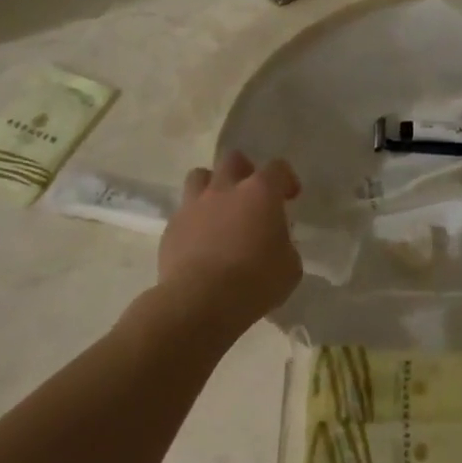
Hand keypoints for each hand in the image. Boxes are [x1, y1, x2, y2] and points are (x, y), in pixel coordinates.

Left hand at [157, 151, 302, 337]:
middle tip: (251, 194)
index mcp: (260, 192)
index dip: (286, 179)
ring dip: (212, 186)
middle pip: (233, 159)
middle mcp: (225, 189)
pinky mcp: (172, 227)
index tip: (289, 197)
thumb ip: (284, 245)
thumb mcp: (289, 266)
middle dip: (245, 171)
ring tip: (219, 209)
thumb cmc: (255, 282)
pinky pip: (183, 212)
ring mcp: (194, 205)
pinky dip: (194, 220)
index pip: (278, 168)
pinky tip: (200, 242)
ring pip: (200, 176)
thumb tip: (275, 243)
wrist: (200, 302)